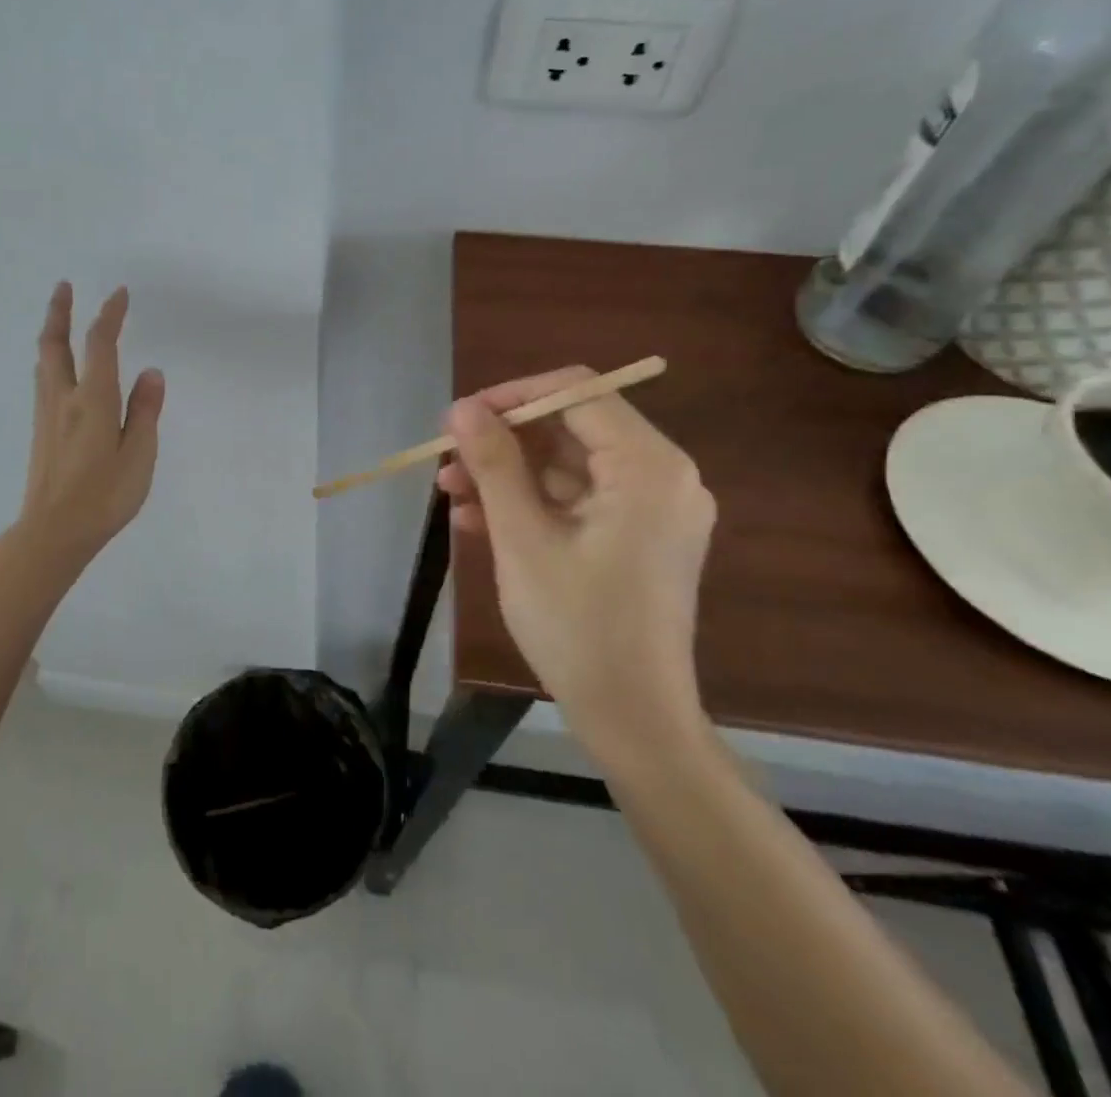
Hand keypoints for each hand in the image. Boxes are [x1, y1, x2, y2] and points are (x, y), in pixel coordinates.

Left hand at [17, 282, 164, 563]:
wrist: (53, 532)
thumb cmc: (105, 496)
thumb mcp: (139, 455)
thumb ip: (145, 411)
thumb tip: (152, 372)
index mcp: (93, 400)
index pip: (100, 344)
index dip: (110, 315)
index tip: (120, 293)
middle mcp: (64, 398)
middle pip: (55, 344)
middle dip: (60, 311)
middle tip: (64, 286)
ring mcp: (47, 415)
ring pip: (44, 362)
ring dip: (51, 333)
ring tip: (59, 319)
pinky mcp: (41, 432)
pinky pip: (44, 381)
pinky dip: (51, 359)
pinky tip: (57, 369)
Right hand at [438, 368, 715, 762]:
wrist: (632, 719)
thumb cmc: (577, 625)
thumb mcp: (523, 537)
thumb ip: (493, 463)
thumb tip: (461, 408)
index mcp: (648, 466)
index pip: (575, 392)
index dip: (511, 397)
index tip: (459, 420)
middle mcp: (663, 475)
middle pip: (570, 427)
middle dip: (503, 442)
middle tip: (447, 460)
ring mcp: (653, 507)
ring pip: (567, 465)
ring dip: (508, 475)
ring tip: (449, 493)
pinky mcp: (639, 535)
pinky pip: (578, 499)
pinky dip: (531, 503)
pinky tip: (477, 520)